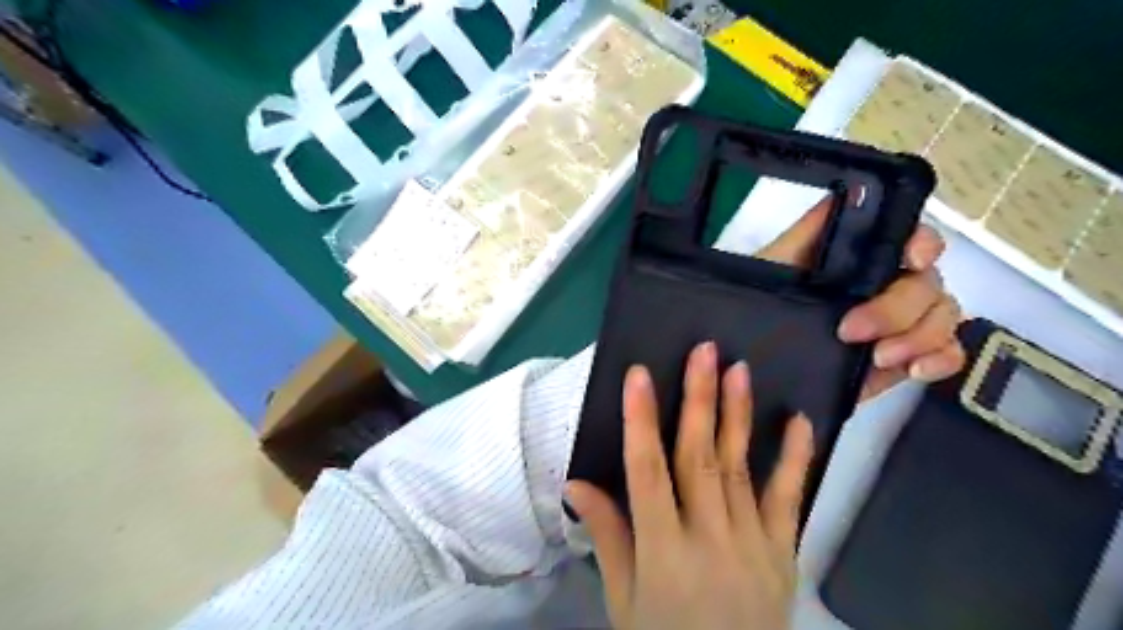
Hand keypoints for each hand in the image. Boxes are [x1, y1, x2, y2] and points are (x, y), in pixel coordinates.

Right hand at [566, 341, 811, 628]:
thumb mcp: (623, 599)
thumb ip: (607, 536)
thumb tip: (576, 483)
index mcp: (662, 551)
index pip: (646, 473)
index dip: (640, 421)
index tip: (639, 376)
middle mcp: (709, 538)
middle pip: (699, 458)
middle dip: (699, 400)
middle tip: (704, 352)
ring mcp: (752, 544)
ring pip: (740, 468)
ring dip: (739, 416)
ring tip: (738, 369)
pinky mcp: (782, 552)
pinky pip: (788, 499)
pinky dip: (795, 459)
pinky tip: (799, 422)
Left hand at [753, 198, 964, 397]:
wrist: (760, 361)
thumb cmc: (762, 304)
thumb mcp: (775, 263)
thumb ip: (811, 229)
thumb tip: (854, 188)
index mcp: (861, 258)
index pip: (910, 238)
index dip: (921, 243)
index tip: (910, 259)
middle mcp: (888, 283)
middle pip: (928, 283)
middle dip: (896, 309)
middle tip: (850, 332)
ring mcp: (902, 321)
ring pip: (944, 316)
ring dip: (919, 337)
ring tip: (879, 358)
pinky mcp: (906, 356)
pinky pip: (948, 353)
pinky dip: (941, 360)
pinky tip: (914, 371)